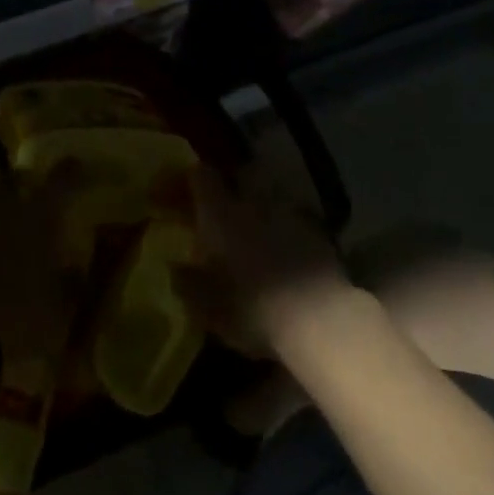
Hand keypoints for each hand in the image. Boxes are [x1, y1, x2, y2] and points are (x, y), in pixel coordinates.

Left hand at [0, 189, 72, 361]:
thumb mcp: (58, 310)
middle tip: (21, 203)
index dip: (69, 172)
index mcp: (36, 219)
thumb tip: (75, 270)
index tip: (74, 165)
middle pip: (8, 182)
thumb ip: (69, 284)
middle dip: (16, 187)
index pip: (60, 181)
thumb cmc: (17, 318)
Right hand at [172, 165, 351, 358]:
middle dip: (228, 186)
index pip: (201, 176)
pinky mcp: (318, 234)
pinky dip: (284, 229)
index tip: (176, 193)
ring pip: (269, 197)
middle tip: (217, 207)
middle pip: (239, 176)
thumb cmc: (252, 308)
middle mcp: (253, 204)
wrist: (319, 318)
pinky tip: (282, 250)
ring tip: (252, 230)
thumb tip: (174, 267)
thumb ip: (187, 283)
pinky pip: (293, 220)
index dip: (187, 180)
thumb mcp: (207, 306)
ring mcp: (290, 215)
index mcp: (221, 213)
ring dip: (258, 208)